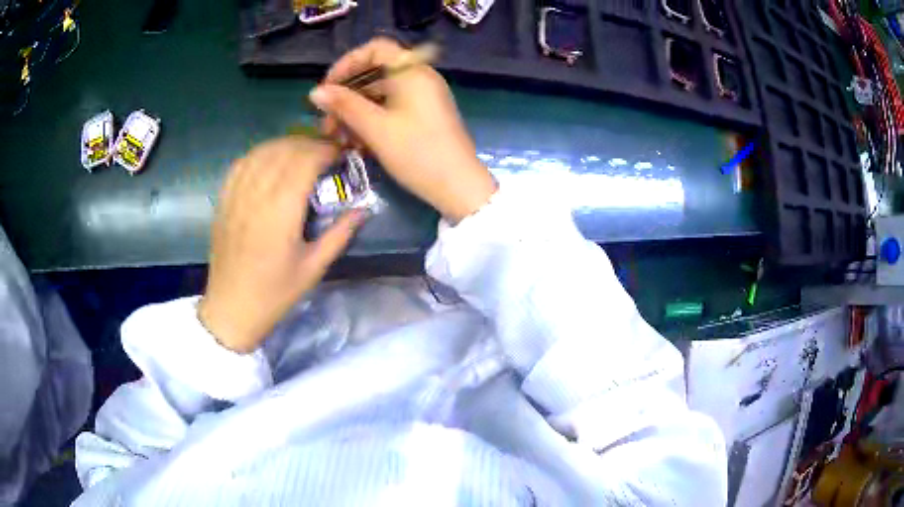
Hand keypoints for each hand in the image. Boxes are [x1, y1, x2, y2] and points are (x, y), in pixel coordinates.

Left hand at [198, 137, 367, 352]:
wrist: (232, 308)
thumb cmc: (275, 293)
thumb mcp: (314, 268)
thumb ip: (340, 234)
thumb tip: (363, 209)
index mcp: (281, 213)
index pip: (304, 162)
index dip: (325, 151)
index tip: (341, 155)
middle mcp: (256, 196)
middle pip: (285, 151)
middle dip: (310, 145)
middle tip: (327, 154)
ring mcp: (236, 195)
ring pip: (263, 152)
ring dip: (286, 145)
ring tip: (302, 153)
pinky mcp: (224, 199)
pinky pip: (242, 163)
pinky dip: (261, 153)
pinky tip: (271, 159)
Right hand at [309, 37, 495, 223]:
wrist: (459, 187)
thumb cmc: (417, 153)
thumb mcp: (376, 128)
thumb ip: (344, 106)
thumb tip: (315, 92)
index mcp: (412, 71)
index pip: (375, 49)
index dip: (347, 63)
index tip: (328, 87)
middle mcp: (419, 77)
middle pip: (375, 73)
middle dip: (347, 95)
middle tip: (327, 121)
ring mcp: (423, 97)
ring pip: (381, 94)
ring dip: (356, 111)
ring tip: (338, 138)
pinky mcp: (424, 115)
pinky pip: (392, 108)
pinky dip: (372, 120)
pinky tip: (356, 143)